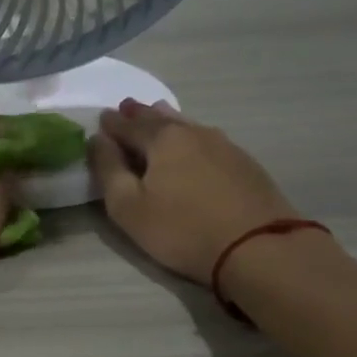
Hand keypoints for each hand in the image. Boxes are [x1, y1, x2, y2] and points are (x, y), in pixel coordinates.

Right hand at [89, 99, 299, 284]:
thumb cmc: (183, 229)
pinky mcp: (244, 163)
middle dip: (139, 115)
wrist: (259, 247)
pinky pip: (207, 139)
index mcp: (161, 139)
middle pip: (159, 118)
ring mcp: (223, 145)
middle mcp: (192, 132)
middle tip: (125, 109)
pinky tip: (193, 141)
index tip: (101, 120)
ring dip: (167, 120)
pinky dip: (191, 135)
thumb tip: (97, 139)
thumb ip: (108, 170)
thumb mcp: (128, 207)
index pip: (128, 125)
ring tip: (157, 114)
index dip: (111, 124)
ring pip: (187, 125)